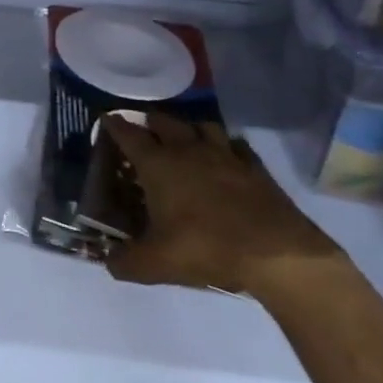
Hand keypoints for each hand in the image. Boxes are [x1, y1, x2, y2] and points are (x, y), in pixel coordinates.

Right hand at [102, 113, 335, 295]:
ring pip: (202, 125)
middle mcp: (188, 150)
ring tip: (183, 138)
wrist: (276, 253)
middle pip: (165, 121)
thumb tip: (108, 261)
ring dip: (188, 128)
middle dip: (150, 121)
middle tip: (143, 129)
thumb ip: (125, 262)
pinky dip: (225, 146)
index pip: (129, 135)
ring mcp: (225, 155)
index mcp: (159, 165)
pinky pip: (235, 145)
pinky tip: (224, 157)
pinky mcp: (254, 167)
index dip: (115, 125)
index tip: (106, 118)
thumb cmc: (206, 249)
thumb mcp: (155, 264)